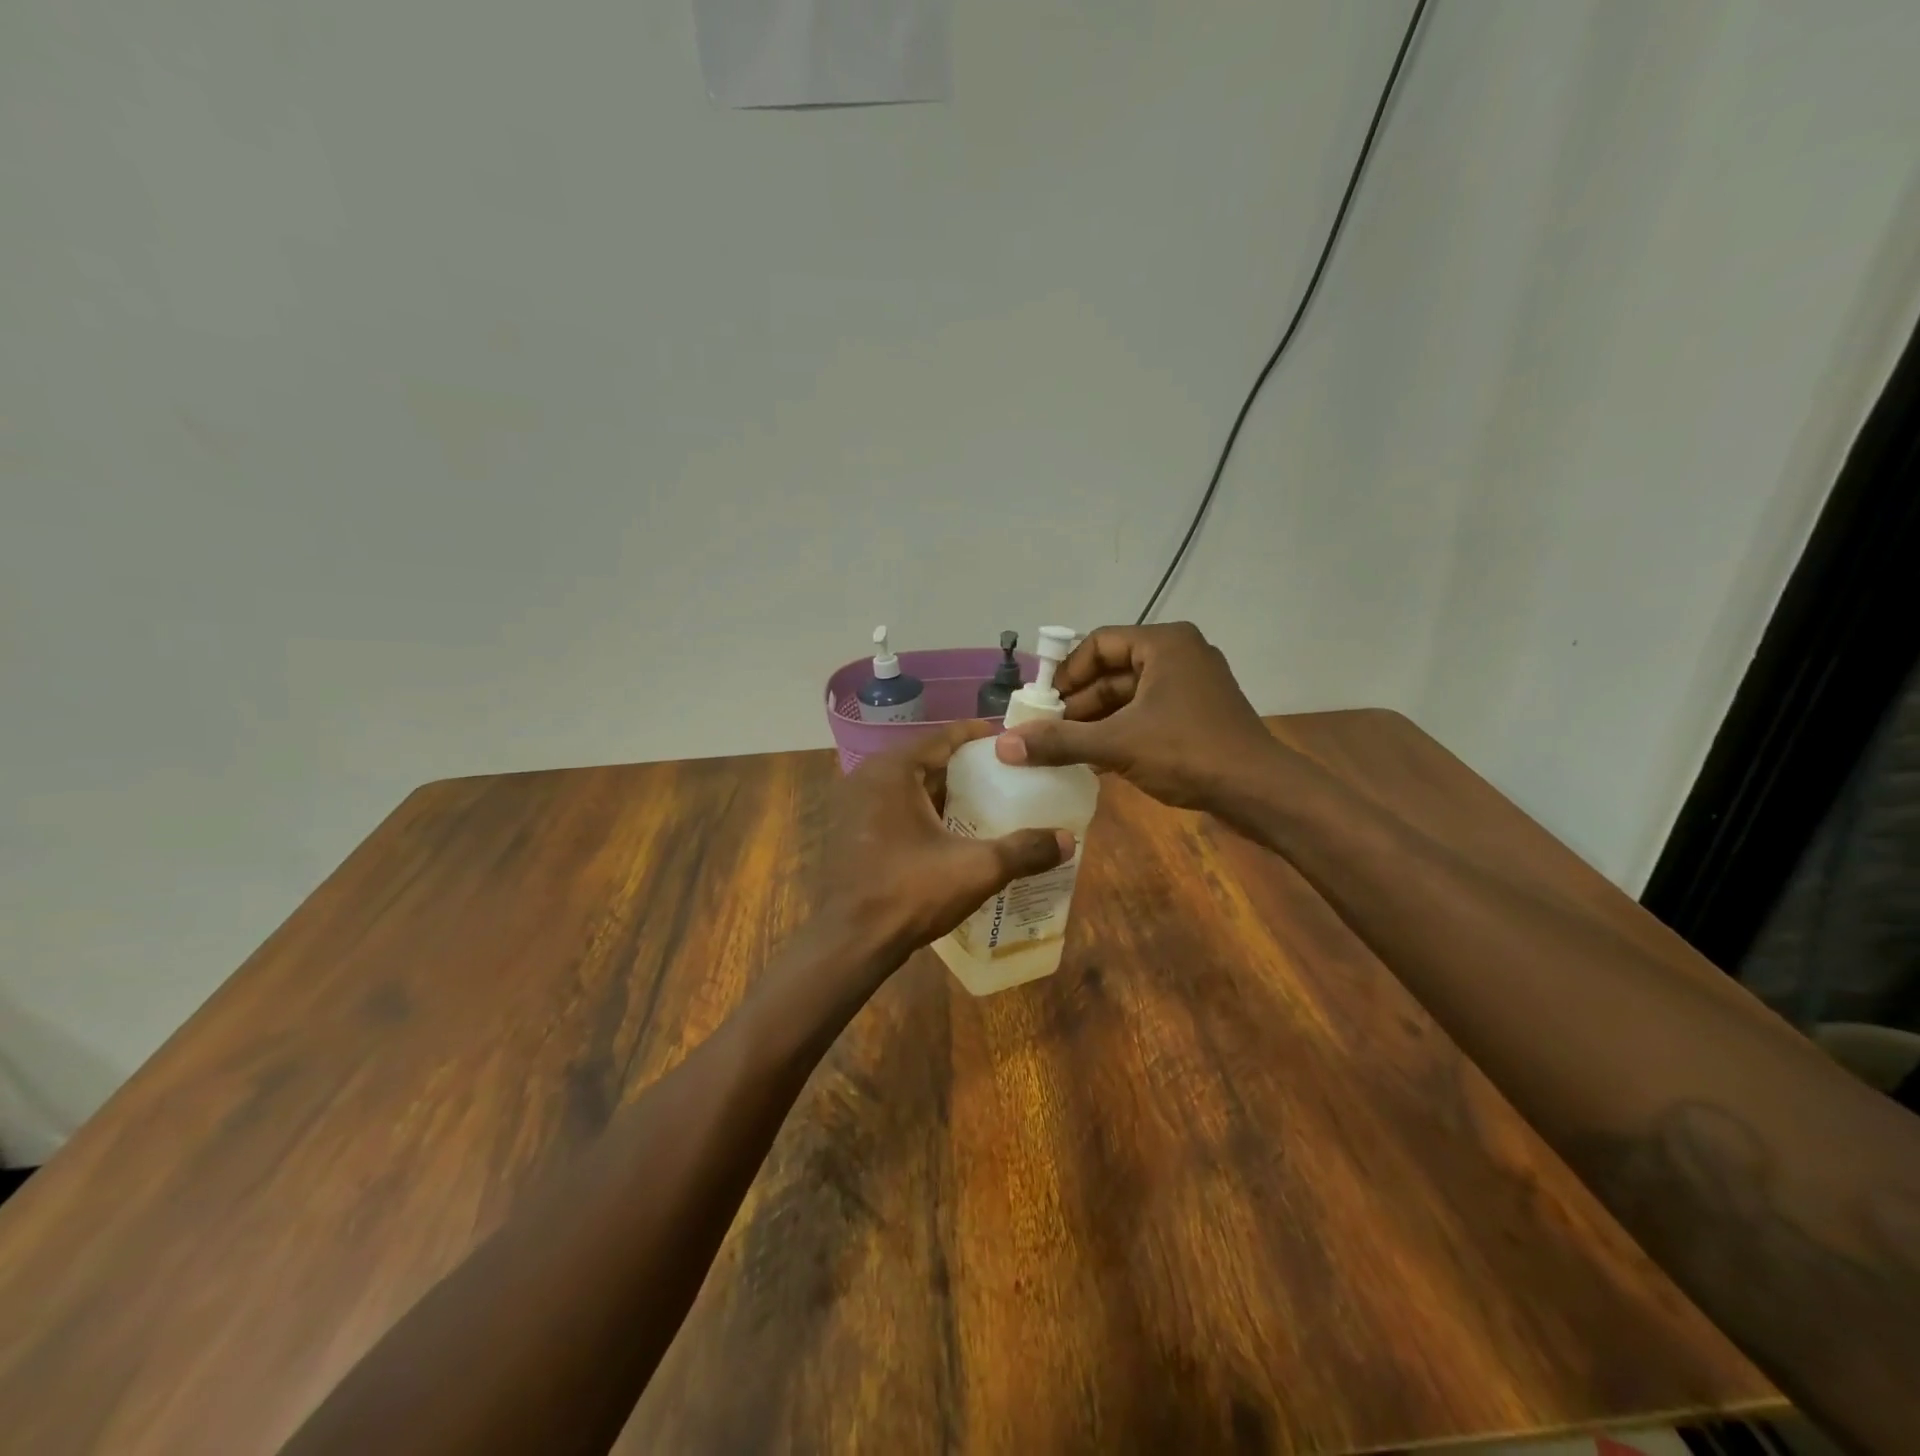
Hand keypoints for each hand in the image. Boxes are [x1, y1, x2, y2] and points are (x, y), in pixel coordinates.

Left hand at [815, 722, 1074, 970]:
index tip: (1013, 743)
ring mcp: (854, 805)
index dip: (980, 736)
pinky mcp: (851, 832)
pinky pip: (894, 808)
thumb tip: (1068, 840)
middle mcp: (868, 778)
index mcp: (894, 771)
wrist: (848, 942)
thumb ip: (1024, 850)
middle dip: (966, 768)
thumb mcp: (976, 870)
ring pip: (910, 787)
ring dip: (945, 792)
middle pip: (927, 760)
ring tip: (987, 803)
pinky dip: (924, 812)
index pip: (944, 736)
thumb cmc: (909, 893)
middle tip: (1007, 776)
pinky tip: (952, 833)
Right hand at [995, 622, 1278, 811]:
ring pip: (1129, 696)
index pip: (1099, 643)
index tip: (1043, 704)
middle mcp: (1179, 655)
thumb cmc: (1188, 753)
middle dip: (1078, 703)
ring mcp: (1191, 687)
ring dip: (1096, 721)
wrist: (1260, 793)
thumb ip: (1059, 741)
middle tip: (1047, 731)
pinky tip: (1094, 760)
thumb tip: (1003, 744)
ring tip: (1064, 749)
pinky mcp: (1197, 715)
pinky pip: (1147, 715)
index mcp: (1164, 644)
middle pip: (1113, 671)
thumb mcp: (1117, 744)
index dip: (1066, 672)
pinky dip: (1119, 732)